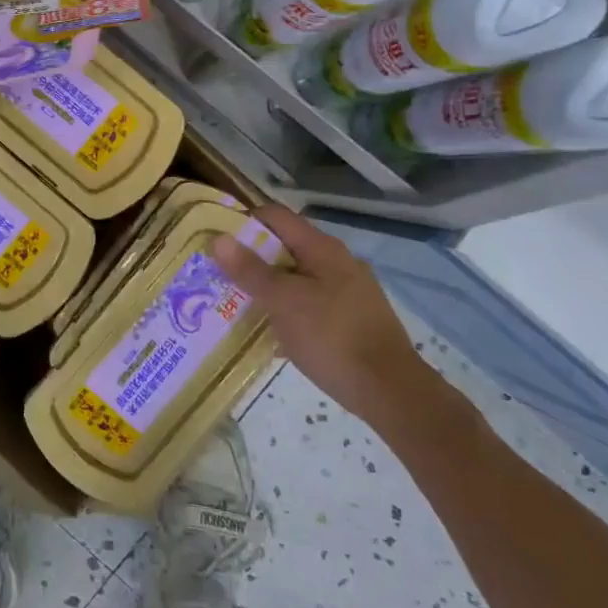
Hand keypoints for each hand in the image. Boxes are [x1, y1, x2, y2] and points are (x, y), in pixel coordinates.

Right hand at [212, 205, 419, 421]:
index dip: (243, 221)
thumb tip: (219, 238)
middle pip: (285, 247)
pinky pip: (310, 305)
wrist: (390, 391)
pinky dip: (287, 312)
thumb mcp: (282, 301)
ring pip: (296, 279)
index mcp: (321, 248)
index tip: (216, 240)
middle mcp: (337, 262)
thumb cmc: (331, 336)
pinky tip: (271, 335)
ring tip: (237, 305)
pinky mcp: (352, 320)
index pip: (275, 216)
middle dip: (251, 259)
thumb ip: (250, 270)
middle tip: (219, 275)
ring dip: (267, 288)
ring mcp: (348, 292)